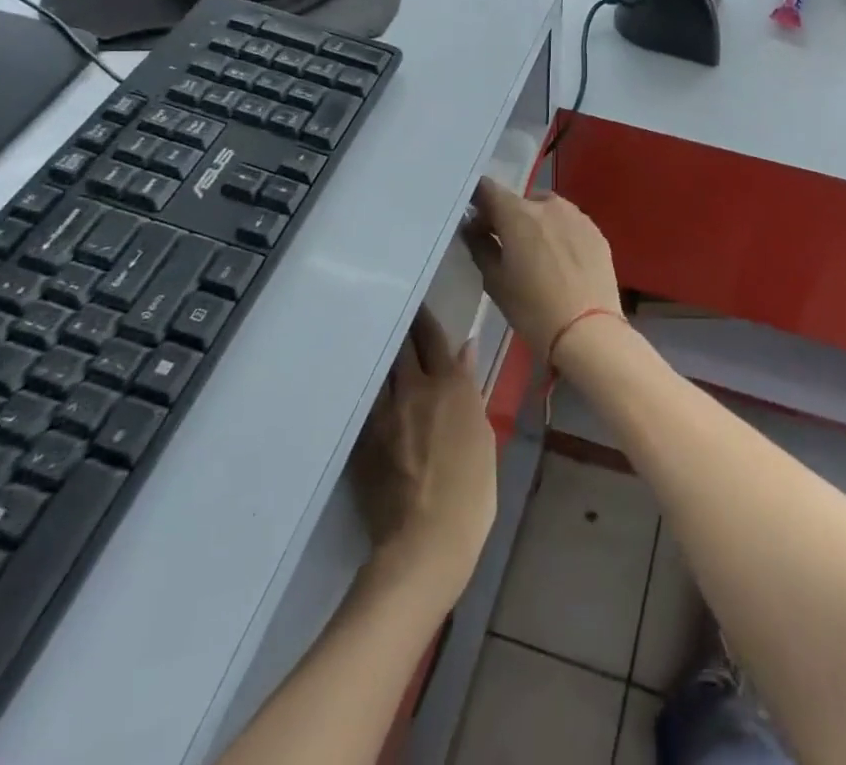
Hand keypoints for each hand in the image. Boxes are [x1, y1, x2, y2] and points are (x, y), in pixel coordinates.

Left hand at [352, 308, 496, 598]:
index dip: (425, 319)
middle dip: (401, 329)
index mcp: (449, 385)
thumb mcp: (483, 433)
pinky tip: (366, 386)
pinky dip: (369, 388)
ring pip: (379, 369)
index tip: (418, 304)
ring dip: (382, 355)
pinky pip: (365, 401)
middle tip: (396, 314)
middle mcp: (413, 389)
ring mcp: (382, 414)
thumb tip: (464, 350)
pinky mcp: (361, 440)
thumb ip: (469, 387)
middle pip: (402, 346)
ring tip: (379, 344)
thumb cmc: (472, 490)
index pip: (433, 337)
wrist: (426, 541)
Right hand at [464, 179, 622, 361]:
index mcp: (518, 214)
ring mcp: (577, 216)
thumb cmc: (533, 308)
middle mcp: (548, 205)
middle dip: (508, 217)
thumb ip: (480, 246)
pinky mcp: (596, 231)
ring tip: (535, 253)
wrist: (588, 330)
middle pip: (520, 200)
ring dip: (536, 223)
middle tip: (504, 244)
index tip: (474, 217)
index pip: (489, 189)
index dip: (478, 199)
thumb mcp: (495, 281)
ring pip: (548, 209)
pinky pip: (570, 223)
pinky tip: (560, 260)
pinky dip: (559, 233)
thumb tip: (472, 226)